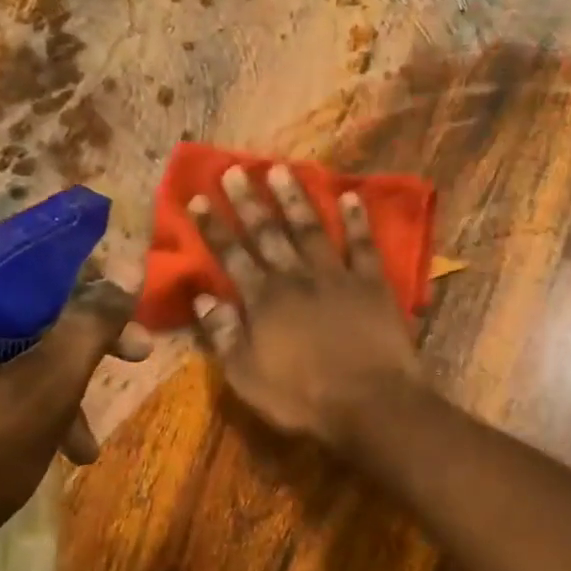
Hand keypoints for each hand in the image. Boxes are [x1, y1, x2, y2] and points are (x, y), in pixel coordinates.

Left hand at [0, 272, 150, 570]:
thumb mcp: (44, 390)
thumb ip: (90, 326)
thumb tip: (129, 272)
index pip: (26, 267)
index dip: (89, 289)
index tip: (129, 320)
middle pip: (20, 314)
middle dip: (78, 350)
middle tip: (135, 361)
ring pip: (6, 355)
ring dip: (56, 390)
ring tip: (84, 442)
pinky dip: (23, 409)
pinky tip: (54, 449)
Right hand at [189, 165, 422, 448]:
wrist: (370, 402)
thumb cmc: (304, 397)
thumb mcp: (248, 377)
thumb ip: (223, 335)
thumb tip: (202, 297)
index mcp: (263, 301)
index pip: (231, 256)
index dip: (213, 228)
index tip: (199, 199)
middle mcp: (296, 278)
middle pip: (268, 233)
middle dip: (249, 201)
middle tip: (235, 169)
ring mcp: (336, 276)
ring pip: (311, 228)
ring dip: (295, 198)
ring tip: (282, 168)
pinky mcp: (372, 283)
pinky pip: (362, 244)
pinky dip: (357, 220)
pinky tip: (351, 195)